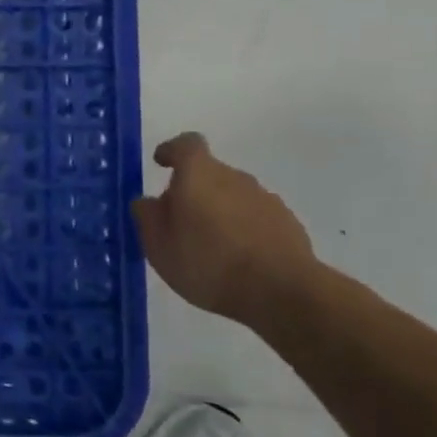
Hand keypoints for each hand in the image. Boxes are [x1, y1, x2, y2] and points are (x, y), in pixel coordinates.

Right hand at [132, 132, 317, 325]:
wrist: (282, 292)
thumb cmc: (208, 262)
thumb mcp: (159, 245)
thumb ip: (148, 217)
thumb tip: (148, 201)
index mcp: (199, 175)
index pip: (186, 144)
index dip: (172, 151)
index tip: (161, 163)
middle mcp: (235, 177)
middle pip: (209, 173)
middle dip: (193, 190)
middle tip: (179, 222)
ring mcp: (266, 199)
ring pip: (233, 196)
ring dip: (220, 211)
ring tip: (210, 246)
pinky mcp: (288, 223)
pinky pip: (255, 217)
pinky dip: (243, 229)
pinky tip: (238, 259)